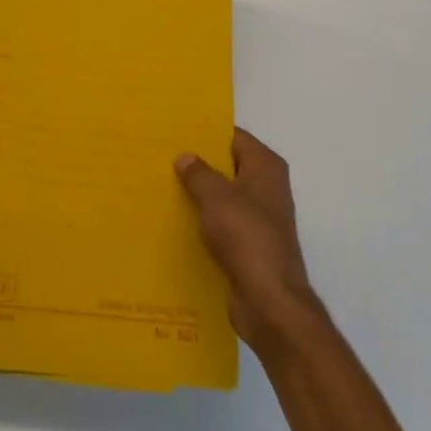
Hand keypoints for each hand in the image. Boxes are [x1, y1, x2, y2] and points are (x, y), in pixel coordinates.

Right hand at [176, 129, 322, 351]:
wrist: (269, 299)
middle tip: (160, 156)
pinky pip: (221, 223)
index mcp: (266, 167)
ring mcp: (259, 218)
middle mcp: (267, 188)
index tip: (175, 130)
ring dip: (198, 194)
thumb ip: (199, 173)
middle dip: (198, 163)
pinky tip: (174, 220)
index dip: (206, 132)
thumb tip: (186, 157)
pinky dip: (202, 221)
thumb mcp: (216, 197)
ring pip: (223, 197)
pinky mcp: (249, 244)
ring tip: (160, 186)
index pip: (234, 137)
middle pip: (228, 166)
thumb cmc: (246, 236)